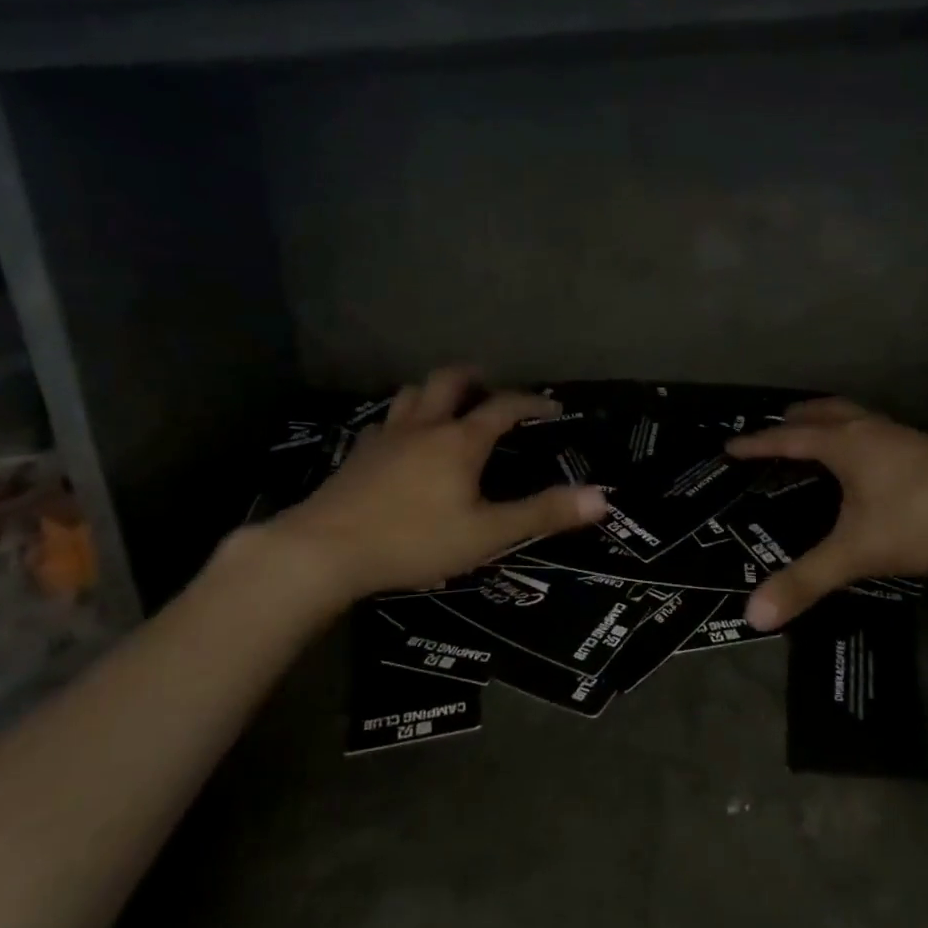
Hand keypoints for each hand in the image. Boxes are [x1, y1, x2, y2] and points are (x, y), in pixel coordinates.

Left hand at [265, 366, 607, 596]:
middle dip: (475, 378)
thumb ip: (542, 513)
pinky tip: (402, 442)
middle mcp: (424, 426)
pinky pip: (387, 421)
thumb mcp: (487, 533)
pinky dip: (404, 419)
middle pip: (450, 380)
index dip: (531, 402)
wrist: (325, 549)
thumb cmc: (414, 541)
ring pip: (413, 393)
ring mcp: (386, 436)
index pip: (503, 406)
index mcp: (460, 440)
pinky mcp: (359, 453)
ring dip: (436, 391)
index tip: (551, 406)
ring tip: (448, 407)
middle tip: (490, 388)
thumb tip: (602, 498)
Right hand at [725, 399, 927, 630]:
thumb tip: (752, 615)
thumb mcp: (858, 551)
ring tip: (814, 438)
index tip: (729, 446)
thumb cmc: (923, 517)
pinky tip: (866, 463)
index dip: (756, 444)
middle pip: (823, 412)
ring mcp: (901, 436)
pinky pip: (875, 431)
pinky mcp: (926, 450)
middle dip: (793, 419)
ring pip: (853, 417)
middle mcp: (869, 430)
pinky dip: (855, 436)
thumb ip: (806, 581)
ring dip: (827, 422)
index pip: (788, 438)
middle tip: (773, 432)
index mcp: (844, 443)